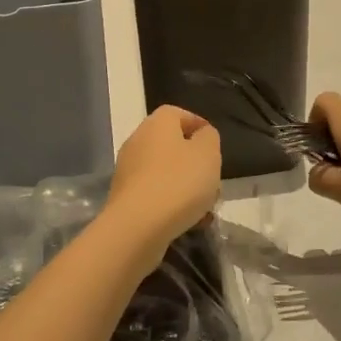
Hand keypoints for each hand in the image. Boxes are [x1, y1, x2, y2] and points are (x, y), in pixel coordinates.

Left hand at [102, 106, 221, 257]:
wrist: (137, 226)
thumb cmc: (179, 182)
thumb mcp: (208, 154)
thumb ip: (209, 138)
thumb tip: (202, 135)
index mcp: (157, 124)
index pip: (180, 114)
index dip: (199, 126)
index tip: (215, 146)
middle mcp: (138, 141)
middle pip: (172, 145)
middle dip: (194, 163)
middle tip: (212, 180)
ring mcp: (127, 170)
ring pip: (164, 172)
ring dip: (185, 186)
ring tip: (205, 207)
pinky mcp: (124, 197)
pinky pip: (154, 194)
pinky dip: (171, 203)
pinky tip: (188, 222)